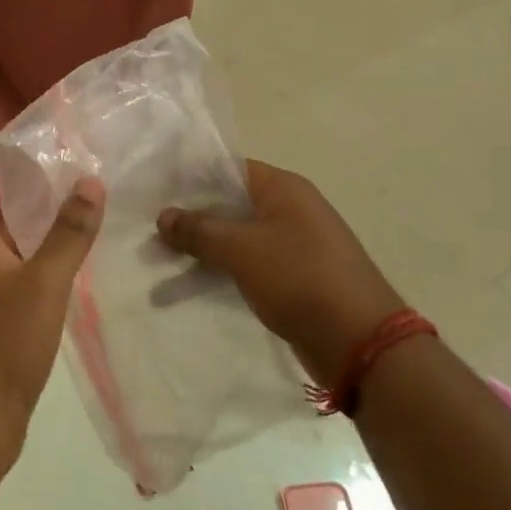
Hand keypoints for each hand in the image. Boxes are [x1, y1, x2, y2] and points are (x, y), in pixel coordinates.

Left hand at [0, 179, 103, 464]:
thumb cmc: (5, 342)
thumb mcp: (45, 282)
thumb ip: (68, 235)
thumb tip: (89, 180)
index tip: (16, 173)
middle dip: (16, 219)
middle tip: (57, 202)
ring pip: (3, 272)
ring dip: (27, 255)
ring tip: (66, 244)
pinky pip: (13, 304)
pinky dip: (32, 290)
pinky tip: (58, 298)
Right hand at [157, 161, 404, 386]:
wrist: (360, 341)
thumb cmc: (299, 278)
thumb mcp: (241, 249)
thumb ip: (199, 230)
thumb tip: (164, 216)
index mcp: (284, 188)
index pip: (230, 168)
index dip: (192, 177)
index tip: (156, 190)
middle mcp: (291, 209)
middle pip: (231, 203)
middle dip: (192, 217)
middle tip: (151, 229)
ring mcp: (295, 244)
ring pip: (238, 237)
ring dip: (204, 248)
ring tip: (161, 262)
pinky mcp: (295, 277)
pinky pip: (250, 264)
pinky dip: (223, 270)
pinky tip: (191, 285)